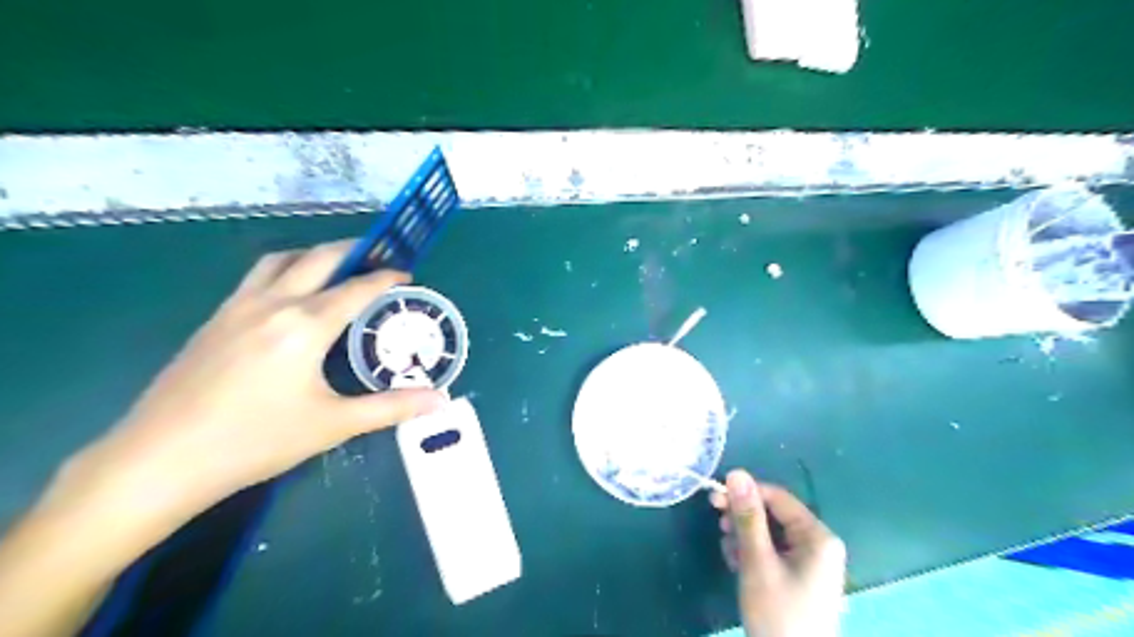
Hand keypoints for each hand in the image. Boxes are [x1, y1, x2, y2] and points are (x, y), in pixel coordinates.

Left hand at [70, 240, 442, 521]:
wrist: (159, 460)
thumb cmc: (255, 441)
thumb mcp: (333, 425)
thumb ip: (391, 407)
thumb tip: (440, 401)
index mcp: (305, 325)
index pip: (356, 288)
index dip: (387, 278)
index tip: (407, 275)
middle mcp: (272, 304)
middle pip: (318, 258)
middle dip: (353, 251)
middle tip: (378, 258)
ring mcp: (237, 308)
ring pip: (280, 261)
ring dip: (314, 256)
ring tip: (336, 270)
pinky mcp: (214, 320)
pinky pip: (257, 278)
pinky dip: (285, 271)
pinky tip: (290, 298)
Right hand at [712, 468, 844, 636]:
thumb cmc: (778, 613)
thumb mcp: (758, 562)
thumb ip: (747, 517)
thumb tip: (736, 473)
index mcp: (818, 537)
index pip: (778, 498)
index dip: (745, 494)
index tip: (714, 498)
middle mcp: (818, 545)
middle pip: (774, 516)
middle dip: (744, 519)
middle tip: (719, 527)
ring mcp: (810, 564)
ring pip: (770, 534)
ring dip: (745, 537)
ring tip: (728, 552)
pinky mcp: (800, 579)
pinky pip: (773, 553)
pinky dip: (753, 554)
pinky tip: (737, 565)